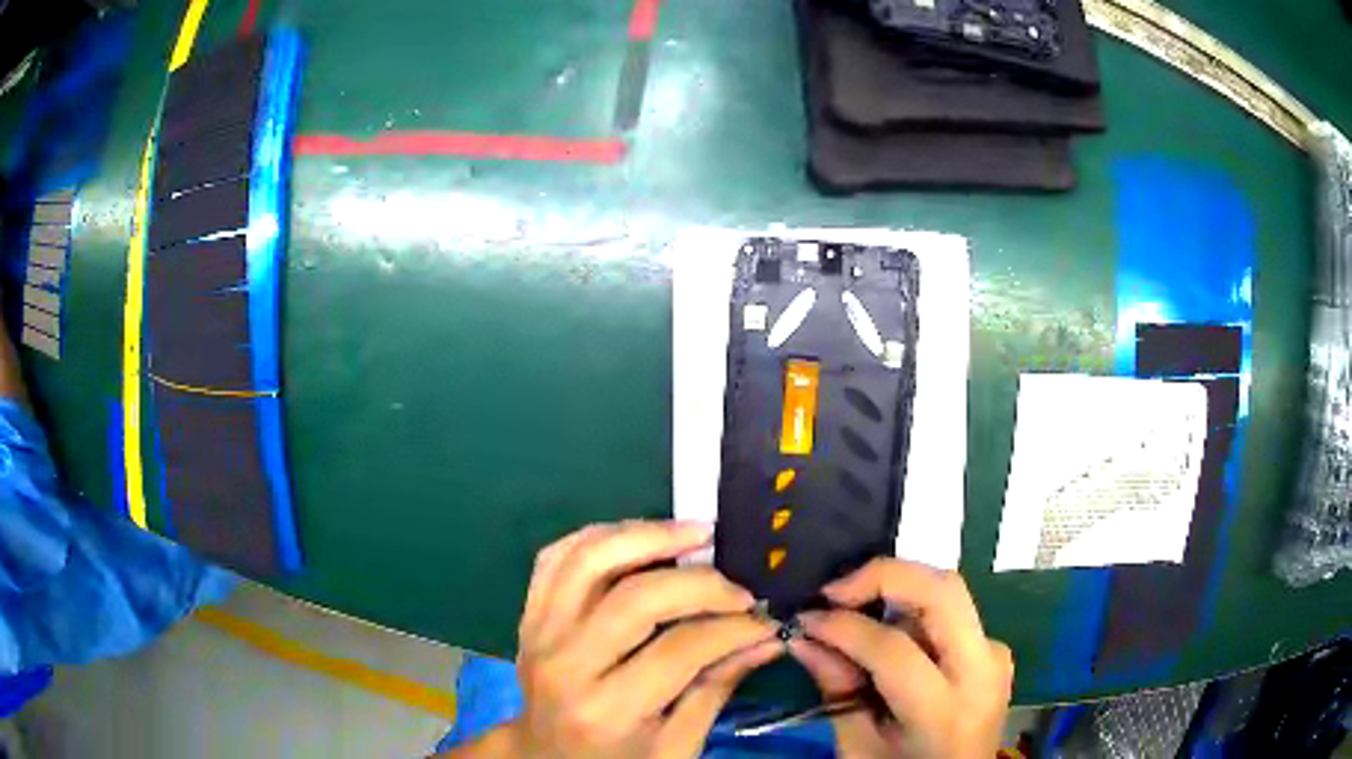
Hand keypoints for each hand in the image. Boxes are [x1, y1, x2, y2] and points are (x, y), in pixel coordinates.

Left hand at [506, 521, 782, 757]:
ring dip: (647, 535)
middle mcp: (565, 663)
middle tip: (739, 588)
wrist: (543, 757)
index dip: (732, 627)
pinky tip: (637, 535)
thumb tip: (768, 638)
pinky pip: (556, 557)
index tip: (765, 619)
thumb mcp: (675, 745)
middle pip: (635, 597)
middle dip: (700, 583)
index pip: (679, 649)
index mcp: (606, 709)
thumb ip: (717, 688)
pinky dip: (598, 536)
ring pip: (590, 560)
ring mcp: (538, 632)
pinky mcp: (528, 614)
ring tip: (695, 533)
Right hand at [790, 559, 1012, 758]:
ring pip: (948, 593)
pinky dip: (913, 611)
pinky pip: (951, 614)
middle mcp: (983, 670)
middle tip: (834, 590)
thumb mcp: (859, 748)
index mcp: (946, 712)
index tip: (805, 619)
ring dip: (897, 591)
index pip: (894, 649)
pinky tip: (887, 633)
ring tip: (854, 611)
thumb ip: (837, 692)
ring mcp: (995, 654)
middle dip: (884, 575)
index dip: (844, 627)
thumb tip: (804, 638)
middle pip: (942, 592)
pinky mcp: (994, 648)